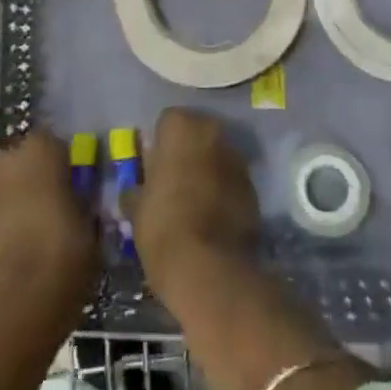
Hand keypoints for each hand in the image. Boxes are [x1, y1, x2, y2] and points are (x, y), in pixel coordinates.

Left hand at [0, 130, 98, 335]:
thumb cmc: (66, 247)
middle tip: (62, 203)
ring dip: (22, 200)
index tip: (81, 182)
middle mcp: (9, 160)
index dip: (69, 162)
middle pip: (28, 162)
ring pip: (10, 187)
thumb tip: (83, 195)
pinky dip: (8, 224)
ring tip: (42, 230)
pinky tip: (23, 249)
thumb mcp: (92, 218)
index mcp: (41, 148)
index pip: (57, 142)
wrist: (20, 298)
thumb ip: (84, 197)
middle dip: (41, 177)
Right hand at [124, 108, 259, 301]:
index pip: (167, 121)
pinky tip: (212, 216)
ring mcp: (238, 160)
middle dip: (186, 151)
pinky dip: (224, 191)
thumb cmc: (163, 226)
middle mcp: (214, 133)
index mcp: (182, 127)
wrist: (209, 268)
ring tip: (192, 200)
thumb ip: (138, 188)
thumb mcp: (137, 208)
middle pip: (197, 133)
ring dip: (207, 169)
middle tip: (172, 180)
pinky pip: (233, 181)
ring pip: (217, 156)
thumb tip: (136, 189)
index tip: (152, 166)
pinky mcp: (254, 188)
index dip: (159, 143)